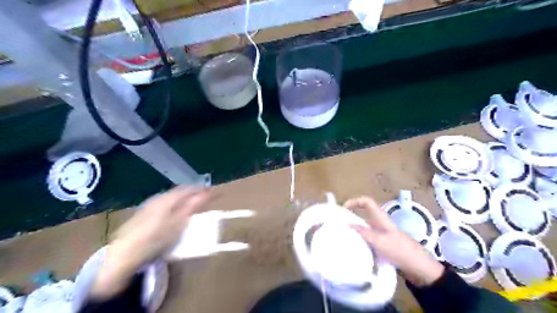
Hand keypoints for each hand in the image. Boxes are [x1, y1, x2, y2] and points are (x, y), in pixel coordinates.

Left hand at [89, 186, 210, 297]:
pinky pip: (164, 204)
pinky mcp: (143, 214)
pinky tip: (174, 213)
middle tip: (204, 199)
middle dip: (192, 193)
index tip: (212, 192)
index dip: (201, 189)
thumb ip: (192, 206)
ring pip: (171, 198)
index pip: (188, 188)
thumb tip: (206, 193)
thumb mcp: (178, 223)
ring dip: (183, 199)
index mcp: (167, 198)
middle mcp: (158, 198)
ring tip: (192, 205)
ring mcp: (149, 206)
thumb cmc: (156, 238)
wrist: (125, 254)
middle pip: (179, 192)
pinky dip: (174, 205)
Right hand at [344, 197, 443, 286]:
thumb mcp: (379, 241)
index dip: (355, 201)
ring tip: (342, 237)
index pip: (367, 201)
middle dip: (351, 217)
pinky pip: (367, 239)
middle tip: (339, 224)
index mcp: (380, 218)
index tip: (343, 208)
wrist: (418, 268)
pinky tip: (354, 248)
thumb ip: (362, 232)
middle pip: (363, 214)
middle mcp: (380, 223)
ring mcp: (381, 234)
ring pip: (364, 228)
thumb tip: (347, 224)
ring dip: (354, 230)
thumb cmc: (399, 250)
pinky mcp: (383, 245)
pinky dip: (360, 241)